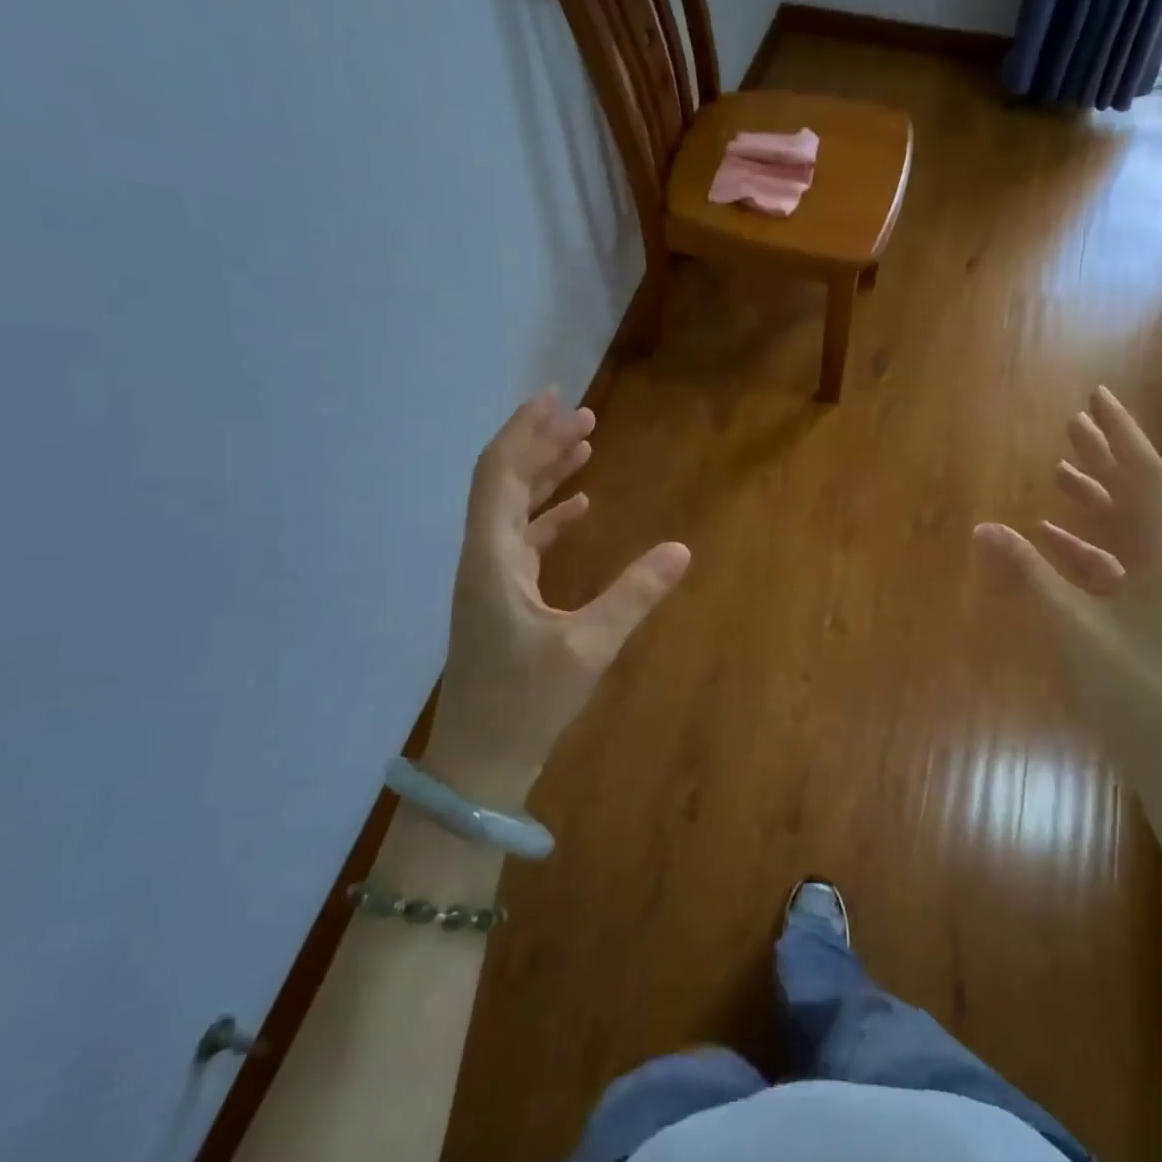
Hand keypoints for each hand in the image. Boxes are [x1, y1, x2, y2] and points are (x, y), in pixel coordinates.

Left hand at [425, 391, 689, 809]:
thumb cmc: (525, 704)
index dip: (524, 431)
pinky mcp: (503, 600)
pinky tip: (581, 507)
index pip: (500, 474)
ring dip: (547, 475)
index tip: (554, 398)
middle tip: (584, 416)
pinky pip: (525, 540)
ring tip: (585, 446)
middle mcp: (484, 558)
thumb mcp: (587, 648)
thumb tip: (682, 549)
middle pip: (506, 483)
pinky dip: (551, 516)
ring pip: (515, 509)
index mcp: (492, 558)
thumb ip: (634, 595)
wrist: (479, 763)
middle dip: (542, 444)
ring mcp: (491, 580)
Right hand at [974, 387, 1161, 800]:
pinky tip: (1050, 537)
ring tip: (1060, 468)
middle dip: (1105, 457)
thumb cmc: (1135, 689)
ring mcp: (1158, 590)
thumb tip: (983, 529)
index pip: (1143, 476)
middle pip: (1135, 494)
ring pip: (1122, 528)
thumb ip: (1028, 575)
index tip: (1096, 398)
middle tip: (1073, 422)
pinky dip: (1081, 545)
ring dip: (1092, 498)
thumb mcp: (1074, 628)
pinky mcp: (1144, 614)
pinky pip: (1111, 564)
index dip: (1119, 434)